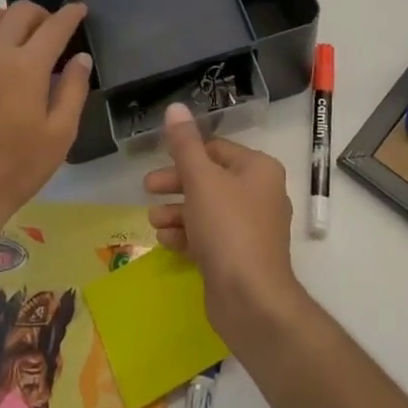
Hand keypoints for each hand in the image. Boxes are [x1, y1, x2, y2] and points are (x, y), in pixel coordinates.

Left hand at [0, 1, 91, 232]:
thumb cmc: (17, 168)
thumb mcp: (60, 133)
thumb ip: (74, 89)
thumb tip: (81, 58)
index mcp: (28, 66)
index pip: (55, 26)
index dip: (71, 15)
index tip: (80, 10)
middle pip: (19, 11)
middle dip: (41, 14)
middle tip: (51, 32)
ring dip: (7, 19)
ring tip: (17, 39)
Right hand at [143, 102, 300, 346]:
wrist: (252, 300)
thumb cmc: (228, 228)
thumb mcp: (201, 180)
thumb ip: (185, 144)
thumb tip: (175, 107)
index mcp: (258, 169)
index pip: (216, 149)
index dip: (185, 153)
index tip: (157, 160)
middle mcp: (260, 194)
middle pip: (210, 179)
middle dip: (176, 184)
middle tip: (147, 188)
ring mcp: (252, 228)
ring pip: (207, 210)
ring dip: (178, 212)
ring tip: (153, 220)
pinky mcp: (240, 257)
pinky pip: (210, 237)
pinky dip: (188, 235)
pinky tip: (166, 240)